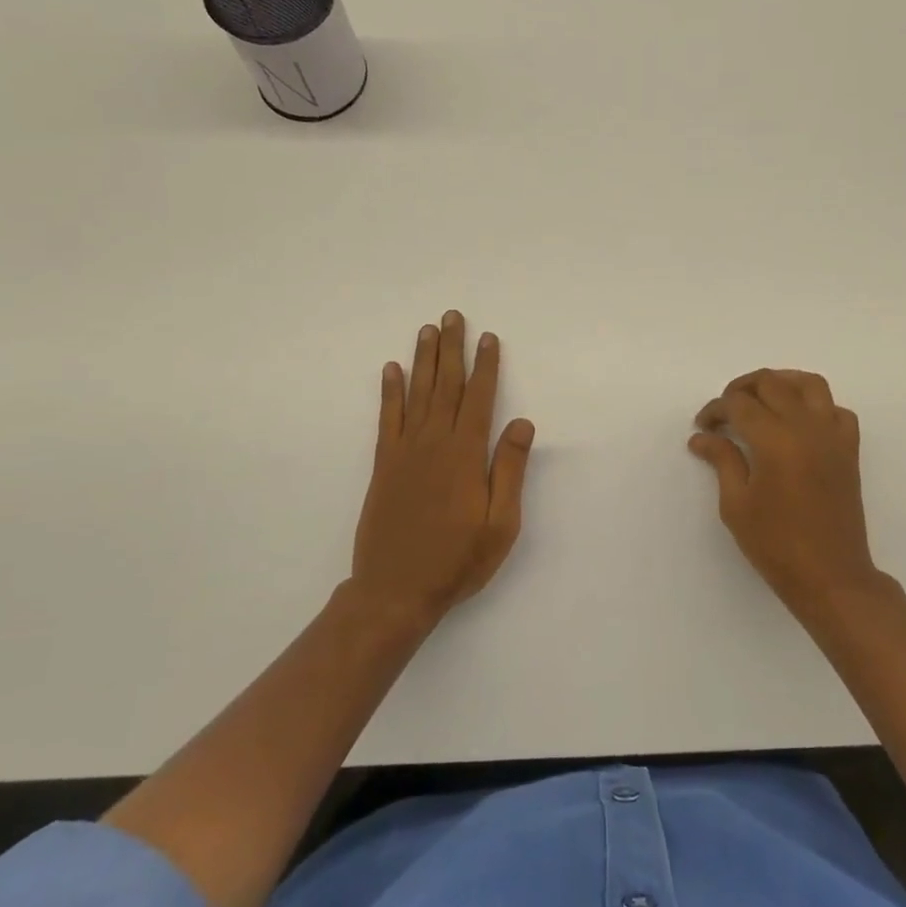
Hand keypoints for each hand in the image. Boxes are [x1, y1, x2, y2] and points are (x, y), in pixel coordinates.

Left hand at [352, 311, 534, 624]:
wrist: (395, 590)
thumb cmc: (458, 560)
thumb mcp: (501, 524)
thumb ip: (510, 470)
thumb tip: (521, 423)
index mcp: (466, 456)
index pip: (479, 398)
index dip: (485, 366)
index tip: (489, 337)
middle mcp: (433, 444)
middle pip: (445, 386)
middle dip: (452, 349)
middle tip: (453, 316)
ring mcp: (404, 452)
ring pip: (416, 394)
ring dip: (423, 360)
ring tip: (428, 330)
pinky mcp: (383, 466)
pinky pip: (387, 419)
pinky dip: (389, 392)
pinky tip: (391, 370)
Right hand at [690, 369, 882, 611]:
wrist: (831, 576)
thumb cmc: (776, 545)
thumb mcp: (736, 505)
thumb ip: (722, 460)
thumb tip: (702, 436)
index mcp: (775, 440)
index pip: (739, 404)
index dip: (715, 410)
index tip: (702, 427)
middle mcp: (807, 427)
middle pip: (771, 383)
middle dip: (741, 389)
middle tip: (724, 411)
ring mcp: (833, 435)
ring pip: (809, 384)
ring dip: (780, 383)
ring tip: (760, 400)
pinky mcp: (849, 449)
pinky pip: (836, 409)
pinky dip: (815, 405)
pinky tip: (798, 422)